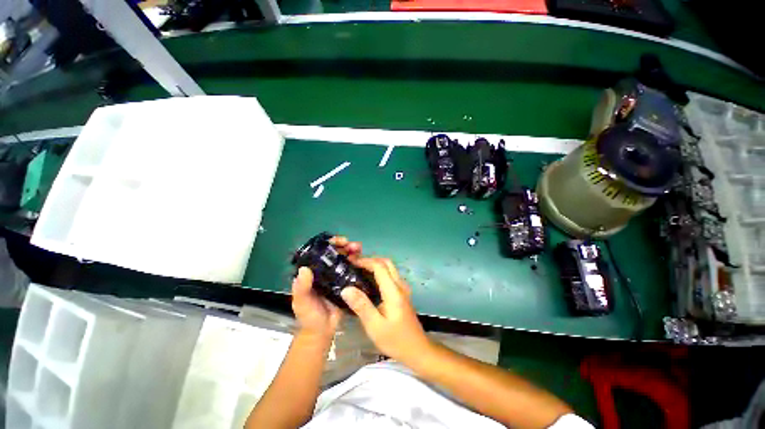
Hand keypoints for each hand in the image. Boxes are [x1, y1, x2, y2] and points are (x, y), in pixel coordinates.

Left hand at [290, 236, 361, 339]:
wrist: (323, 331)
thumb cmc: (309, 316)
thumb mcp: (301, 302)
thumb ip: (302, 287)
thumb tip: (304, 268)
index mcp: (313, 272)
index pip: (320, 252)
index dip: (329, 244)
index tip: (337, 241)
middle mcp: (326, 271)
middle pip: (335, 253)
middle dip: (344, 246)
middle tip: (351, 245)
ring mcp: (338, 276)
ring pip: (346, 259)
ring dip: (352, 251)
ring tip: (358, 249)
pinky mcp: (348, 282)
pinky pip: (353, 270)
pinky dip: (358, 263)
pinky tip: (363, 260)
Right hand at [340, 257, 430, 362]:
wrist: (417, 350)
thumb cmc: (395, 340)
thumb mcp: (375, 326)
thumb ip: (361, 306)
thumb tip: (346, 288)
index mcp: (393, 291)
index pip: (380, 266)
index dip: (365, 261)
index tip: (351, 263)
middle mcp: (400, 285)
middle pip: (387, 263)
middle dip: (371, 260)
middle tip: (355, 265)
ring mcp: (403, 289)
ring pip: (390, 268)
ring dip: (375, 265)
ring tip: (359, 271)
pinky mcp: (402, 293)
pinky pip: (391, 275)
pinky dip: (380, 272)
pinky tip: (369, 282)